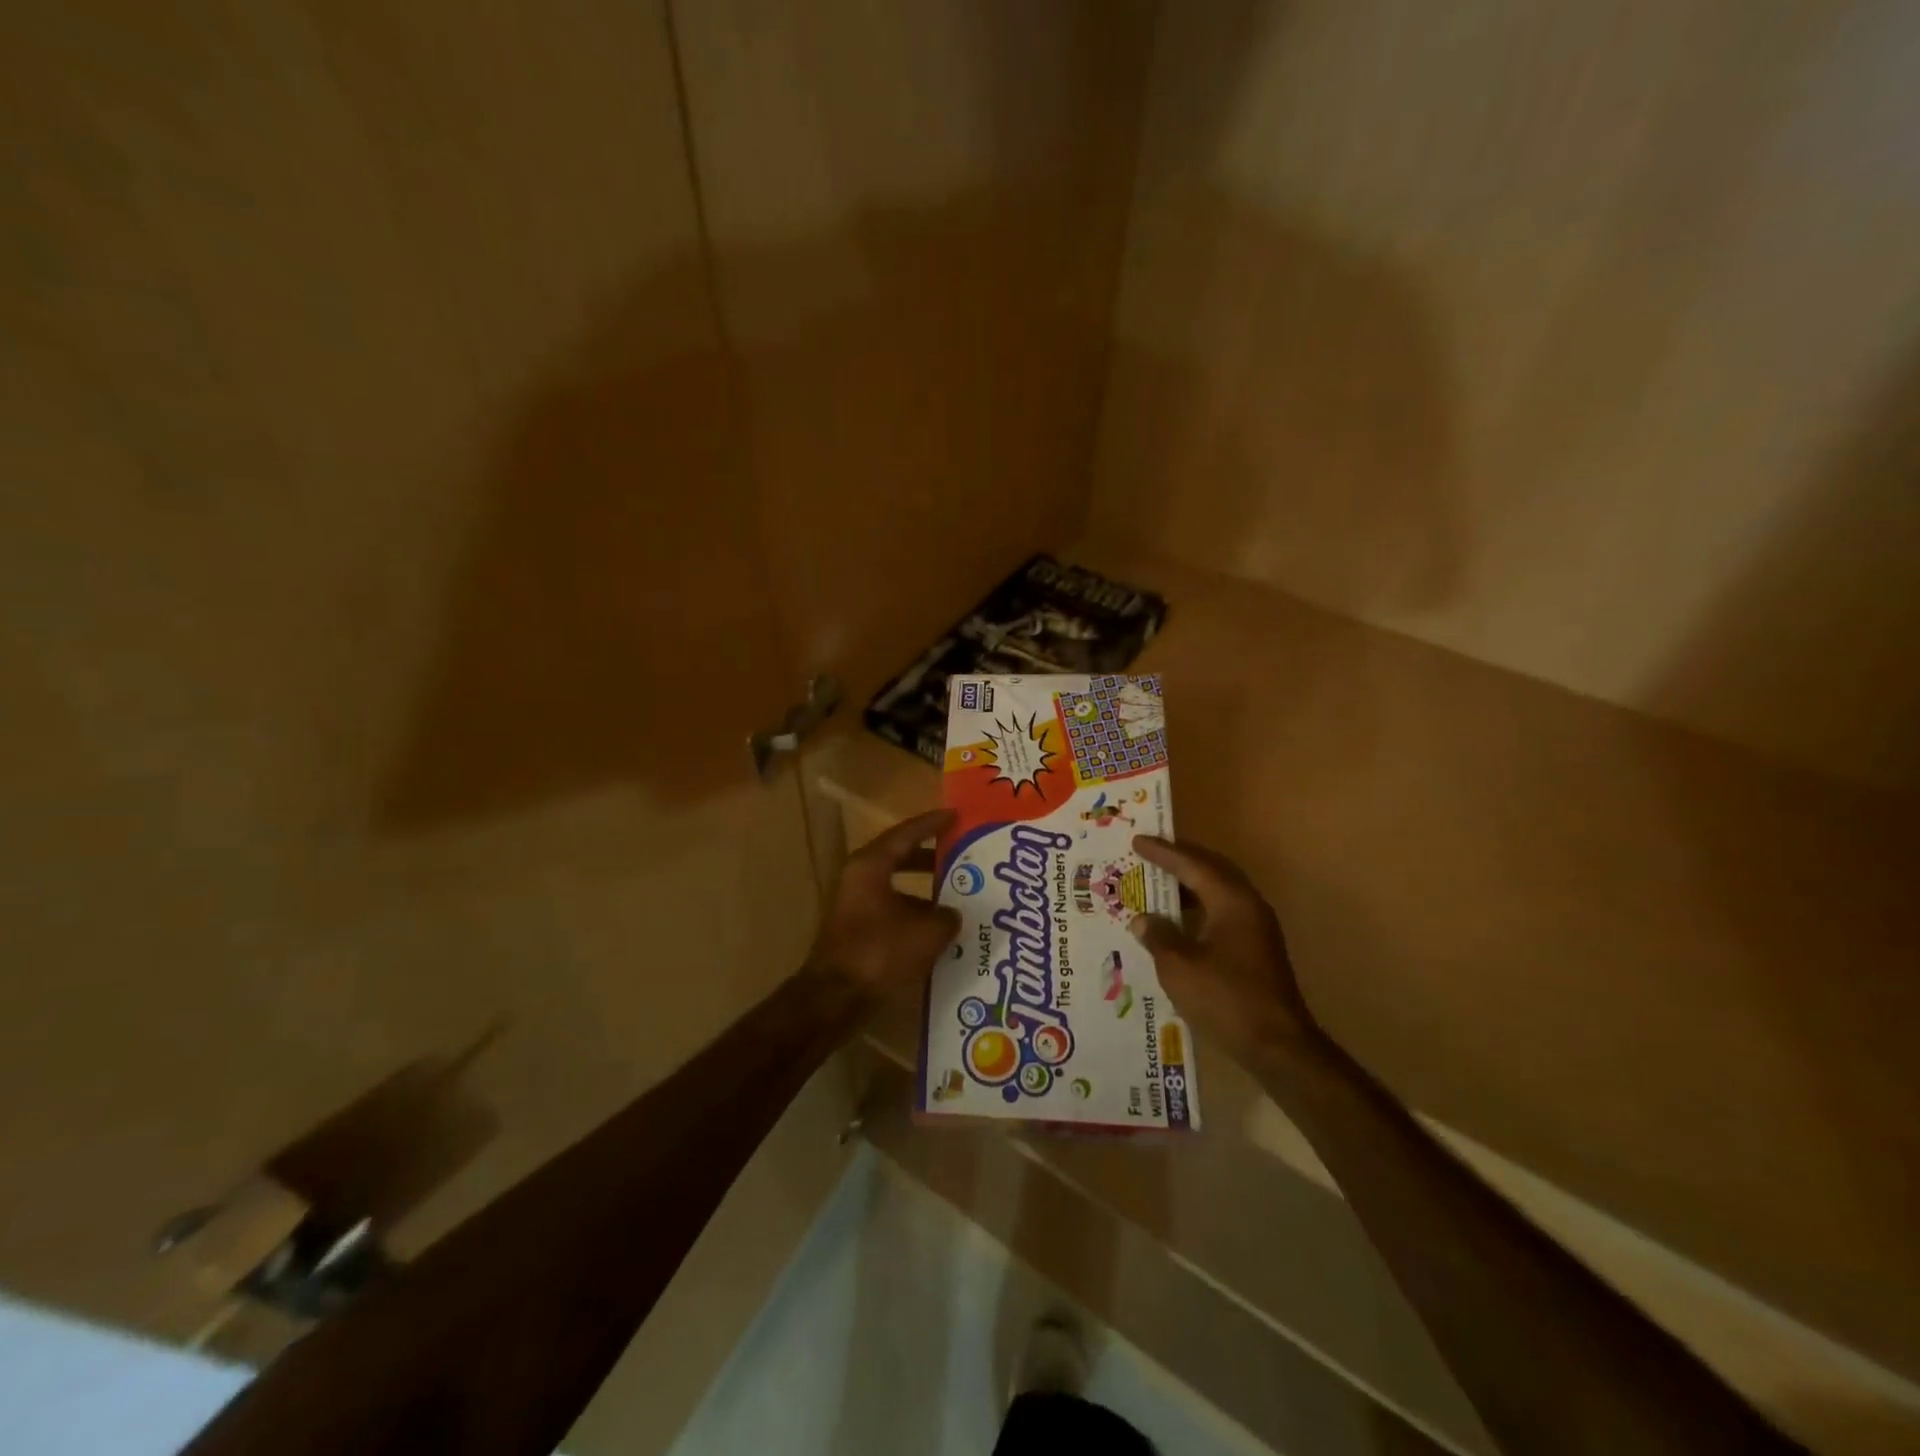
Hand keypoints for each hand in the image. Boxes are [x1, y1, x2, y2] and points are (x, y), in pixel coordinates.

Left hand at [807, 809, 960, 1002]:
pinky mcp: (855, 930)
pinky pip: (892, 911)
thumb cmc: (879, 953)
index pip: (906, 833)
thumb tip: (953, 915)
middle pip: (900, 857)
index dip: (933, 823)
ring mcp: (854, 905)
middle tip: (961, 855)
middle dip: (931, 857)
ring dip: (924, 890)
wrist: (834, 999)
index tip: (956, 815)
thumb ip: (947, 917)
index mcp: (871, 865)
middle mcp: (858, 878)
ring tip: (957, 895)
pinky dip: (914, 914)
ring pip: (896, 887)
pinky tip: (937, 930)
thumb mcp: (926, 932)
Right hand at [1129, 835, 1317, 1058]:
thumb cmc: (1225, 999)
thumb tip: (1142, 919)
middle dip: (1180, 860)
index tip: (1137, 841)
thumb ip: (1158, 936)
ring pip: (1219, 891)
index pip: (1192, 864)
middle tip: (1150, 853)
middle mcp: (1248, 906)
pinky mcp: (1257, 949)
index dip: (1163, 853)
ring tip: (1158, 883)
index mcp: (1231, 901)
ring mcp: (1257, 928)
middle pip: (1212, 870)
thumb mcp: (1179, 967)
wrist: (1278, 1046)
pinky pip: (1223, 911)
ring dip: (1189, 884)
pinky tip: (1178, 921)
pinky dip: (1198, 907)